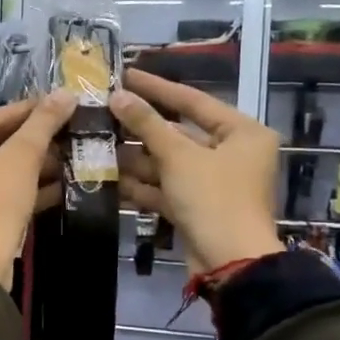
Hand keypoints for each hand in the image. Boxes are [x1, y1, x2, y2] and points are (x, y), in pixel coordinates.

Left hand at [0, 92, 77, 285]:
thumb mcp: (19, 160)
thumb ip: (41, 125)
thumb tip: (66, 93)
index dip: (26, 111)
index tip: (56, 102)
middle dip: (31, 143)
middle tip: (65, 132)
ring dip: (30, 168)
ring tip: (67, 157)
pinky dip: (21, 191)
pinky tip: (59, 187)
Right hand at [110, 70, 282, 274]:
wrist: (230, 264)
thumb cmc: (213, 199)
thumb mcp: (178, 156)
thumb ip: (146, 124)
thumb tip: (118, 96)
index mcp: (242, 133)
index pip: (193, 101)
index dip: (157, 88)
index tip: (125, 75)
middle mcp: (232, 153)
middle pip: (179, 134)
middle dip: (140, 129)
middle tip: (103, 113)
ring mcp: (214, 183)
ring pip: (169, 163)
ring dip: (136, 158)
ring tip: (98, 145)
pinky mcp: (198, 208)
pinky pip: (167, 188)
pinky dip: (143, 185)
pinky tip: (110, 180)